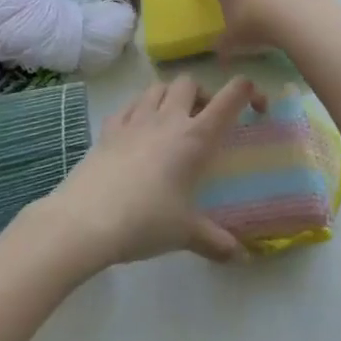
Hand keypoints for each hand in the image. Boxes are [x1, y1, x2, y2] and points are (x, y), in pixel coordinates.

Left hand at [37, 76, 260, 270]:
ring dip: (170, 96)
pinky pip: (129, 105)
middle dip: (202, 93)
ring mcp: (134, 120)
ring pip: (158, 86)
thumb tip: (240, 257)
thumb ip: (215, 241)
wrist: (84, 222)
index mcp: (196, 137)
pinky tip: (138, 131)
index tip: (256, 107)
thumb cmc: (145, 222)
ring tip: (172, 122)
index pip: (231, 96)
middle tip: (204, 121)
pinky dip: (139, 109)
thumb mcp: (185, 233)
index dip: (250, 91)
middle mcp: (168, 119)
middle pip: (190, 82)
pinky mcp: (108, 129)